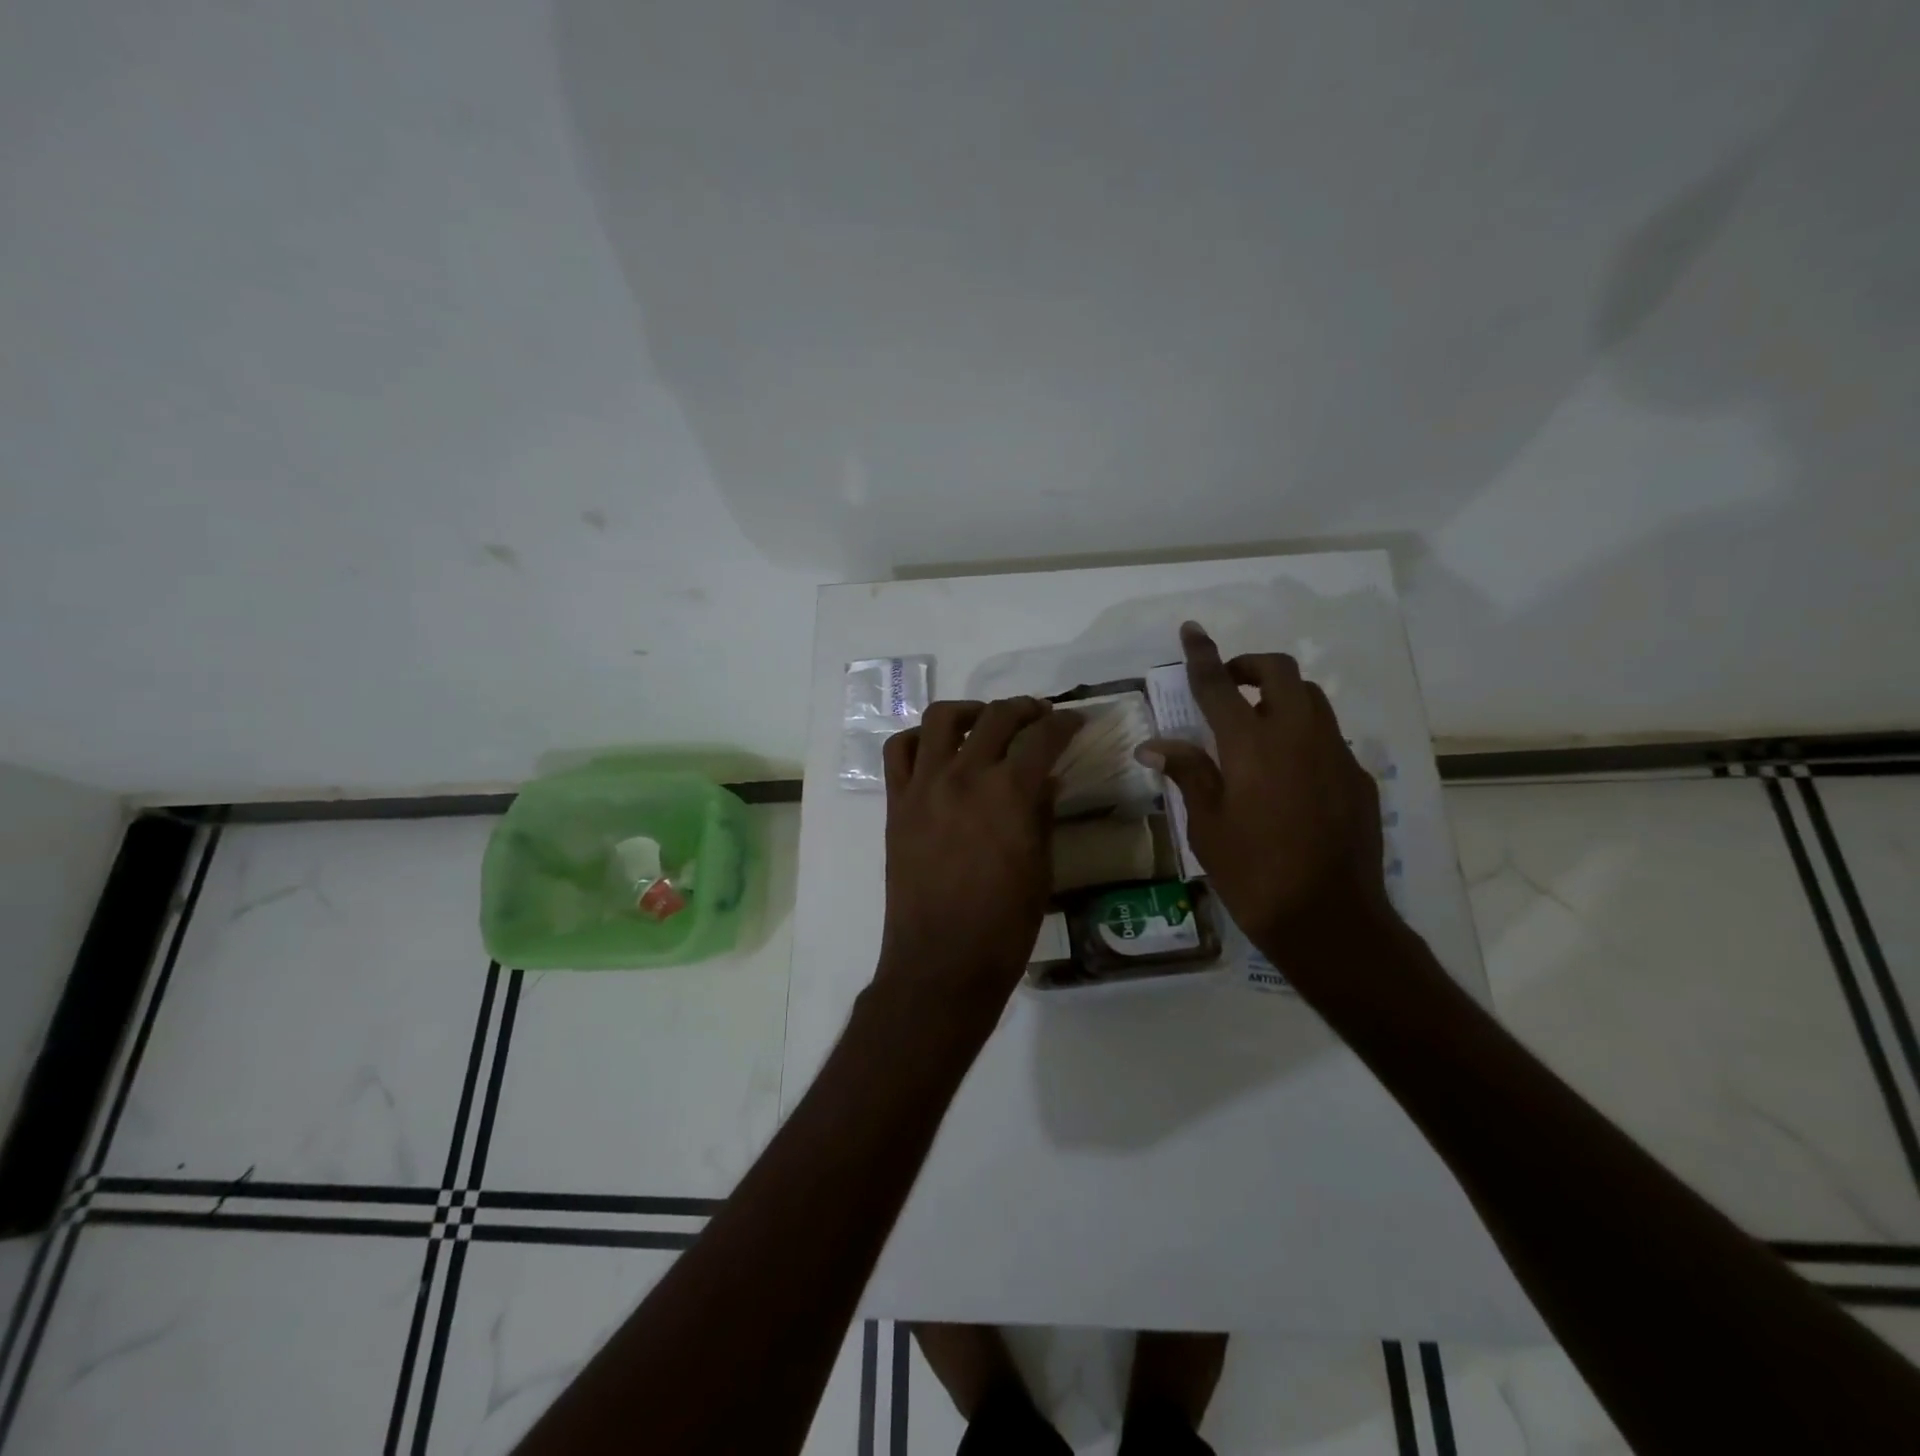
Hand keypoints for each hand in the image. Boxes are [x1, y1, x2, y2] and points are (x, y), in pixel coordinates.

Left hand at [877, 698, 1082, 1017]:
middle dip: (1025, 709)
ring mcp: (924, 786)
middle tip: (1039, 718)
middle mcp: (965, 776)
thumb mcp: (1041, 869)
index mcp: (1010, 793)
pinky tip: (935, 749)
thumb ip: (1042, 814)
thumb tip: (1044, 779)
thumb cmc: (1004, 926)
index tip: (1074, 723)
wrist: (942, 962)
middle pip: (996, 717)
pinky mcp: (896, 803)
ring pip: (941, 719)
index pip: (1043, 737)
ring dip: (970, 711)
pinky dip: (917, 738)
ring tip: (984, 722)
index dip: (1064, 724)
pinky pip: (897, 751)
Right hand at [1137, 622, 1390, 961]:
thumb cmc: (1252, 872)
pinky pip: (1328, 737)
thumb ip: (1187, 773)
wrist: (1329, 918)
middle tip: (1228, 685)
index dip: (1201, 654)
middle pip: (1280, 672)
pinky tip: (1288, 774)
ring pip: (1311, 699)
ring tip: (1256, 728)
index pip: (1218, 684)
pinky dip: (1303, 735)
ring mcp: (1335, 753)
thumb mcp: (1206, 825)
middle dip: (1250, 665)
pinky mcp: (1358, 776)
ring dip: (1280, 696)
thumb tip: (1153, 744)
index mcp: (1251, 745)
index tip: (1191, 629)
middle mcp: (1297, 736)